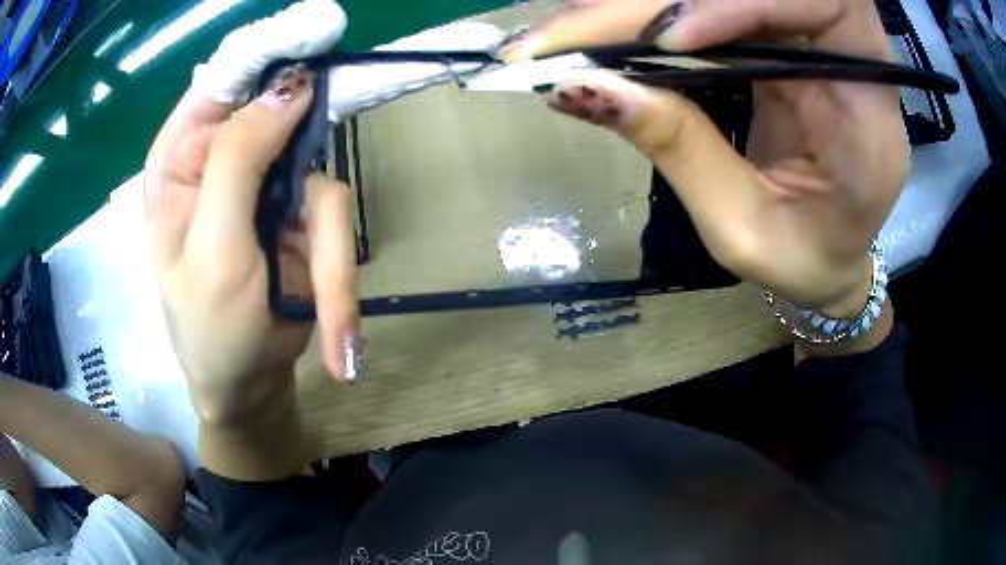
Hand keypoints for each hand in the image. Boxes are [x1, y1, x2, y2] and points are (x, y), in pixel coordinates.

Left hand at [145, 6, 358, 427]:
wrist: (246, 385)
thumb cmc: (208, 329)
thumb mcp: (211, 251)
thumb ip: (238, 161)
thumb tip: (291, 86)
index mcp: (180, 159)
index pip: (222, 79)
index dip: (269, 48)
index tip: (319, 27)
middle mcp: (221, 159)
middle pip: (282, 114)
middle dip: (312, 143)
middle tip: (326, 155)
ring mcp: (266, 185)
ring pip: (320, 178)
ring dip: (328, 257)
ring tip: (328, 322)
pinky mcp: (299, 214)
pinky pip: (336, 221)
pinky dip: (340, 278)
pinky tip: (336, 338)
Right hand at [501, 0, 907, 317]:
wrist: (830, 260)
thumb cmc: (804, 261)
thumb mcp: (744, 230)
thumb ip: (679, 151)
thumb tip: (580, 88)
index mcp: (868, 114)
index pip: (825, 9)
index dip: (745, 4)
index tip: (671, 39)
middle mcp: (845, 62)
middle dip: (657, 3)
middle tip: (565, 34)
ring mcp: (809, 48)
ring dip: (641, 7)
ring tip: (567, 37)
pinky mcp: (776, 45)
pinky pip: (715, 11)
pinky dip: (652, 20)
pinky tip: (601, 39)